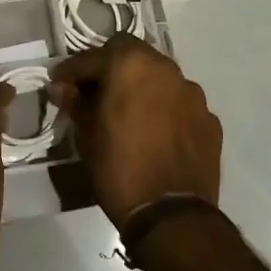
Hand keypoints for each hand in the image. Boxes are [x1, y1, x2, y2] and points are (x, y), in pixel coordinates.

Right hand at [49, 33, 221, 229]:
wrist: (171, 215)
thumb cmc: (118, 167)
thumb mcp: (87, 134)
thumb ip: (75, 102)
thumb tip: (61, 87)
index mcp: (130, 64)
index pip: (93, 57)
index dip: (73, 71)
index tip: (60, 84)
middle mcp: (165, 68)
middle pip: (132, 55)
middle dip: (112, 69)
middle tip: (97, 93)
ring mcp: (192, 93)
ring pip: (160, 78)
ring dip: (143, 88)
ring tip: (131, 114)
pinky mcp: (209, 119)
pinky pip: (181, 105)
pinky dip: (167, 111)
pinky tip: (158, 134)